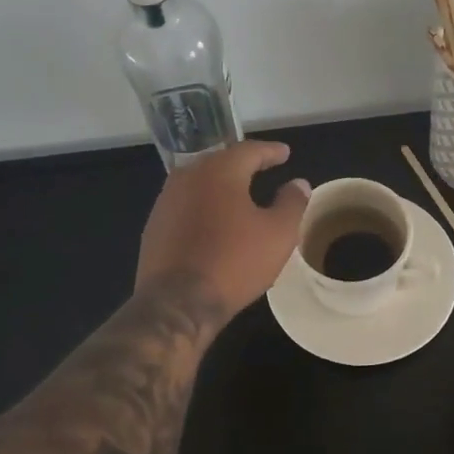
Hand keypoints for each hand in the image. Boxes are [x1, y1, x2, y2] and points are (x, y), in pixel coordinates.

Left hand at [136, 141, 310, 316]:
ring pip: (199, 182)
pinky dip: (203, 205)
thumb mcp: (278, 234)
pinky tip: (213, 220)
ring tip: (239, 193)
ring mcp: (166, 201)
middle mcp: (188, 177)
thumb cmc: (234, 262)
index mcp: (219, 171)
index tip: (285, 153)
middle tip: (262, 168)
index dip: (270, 151)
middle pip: (220, 161)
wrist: (177, 303)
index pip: (248, 150)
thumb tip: (299, 183)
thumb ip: (292, 203)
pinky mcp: (154, 226)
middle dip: (243, 164)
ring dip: (221, 184)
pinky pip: (185, 205)